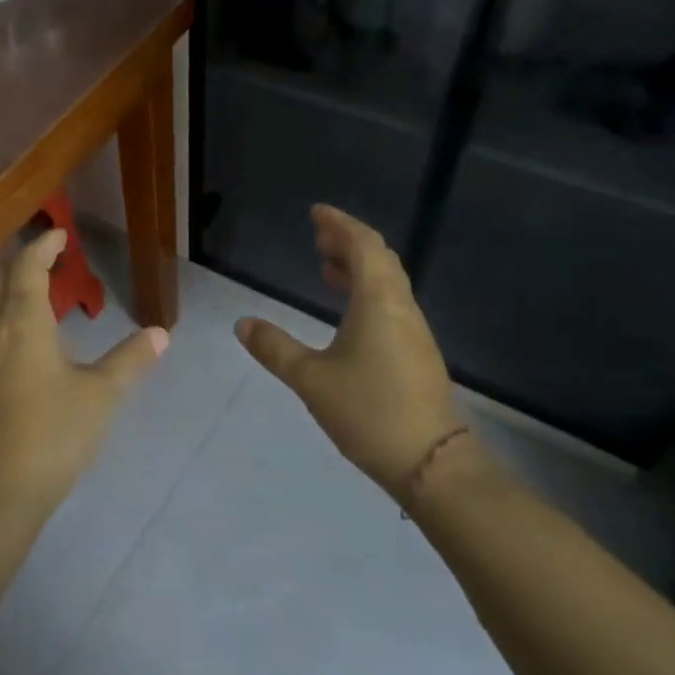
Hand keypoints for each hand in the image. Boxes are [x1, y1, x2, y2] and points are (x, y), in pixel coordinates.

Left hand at [0, 228, 167, 511]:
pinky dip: (4, 312)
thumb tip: (160, 333)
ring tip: (38, 288)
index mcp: (23, 321)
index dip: (43, 246)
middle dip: (22, 260)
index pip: (28, 266)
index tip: (61, 234)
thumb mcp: (101, 394)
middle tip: (48, 254)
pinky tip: (21, 334)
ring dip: (10, 286)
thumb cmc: (53, 432)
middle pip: (0, 277)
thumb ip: (130, 360)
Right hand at [235, 206, 464, 501]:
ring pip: (387, 282)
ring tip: (326, 269)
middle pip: (379, 259)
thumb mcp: (310, 378)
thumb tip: (243, 323)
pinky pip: (390, 303)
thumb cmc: (368, 411)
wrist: (431, 462)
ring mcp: (413, 331)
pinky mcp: (417, 353)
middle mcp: (401, 307)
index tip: (317, 212)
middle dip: (348, 242)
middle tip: (318, 237)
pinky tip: (347, 312)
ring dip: (358, 267)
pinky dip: (366, 291)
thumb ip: (274, 348)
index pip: (363, 246)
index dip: (340, 224)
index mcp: (378, 302)